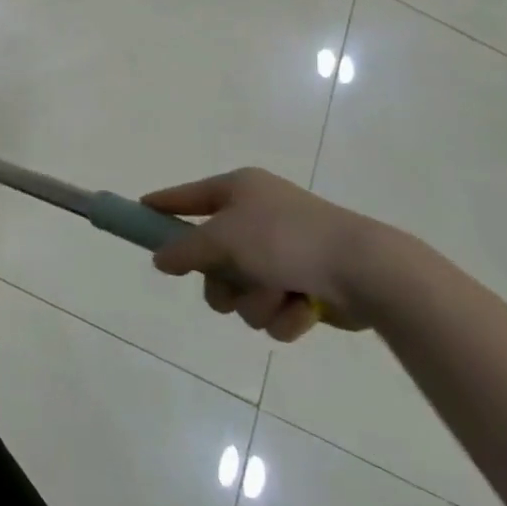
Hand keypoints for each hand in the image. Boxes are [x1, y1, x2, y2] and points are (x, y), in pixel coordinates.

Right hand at [144, 168, 388, 338]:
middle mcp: (259, 217)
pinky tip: (303, 310)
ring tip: (279, 297)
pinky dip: (284, 314)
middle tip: (230, 287)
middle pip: (212, 258)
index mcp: (240, 190)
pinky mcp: (306, 285)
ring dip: (256, 302)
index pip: (187, 196)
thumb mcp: (223, 239)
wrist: (368, 271)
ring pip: (242, 291)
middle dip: (222, 283)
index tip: (139, 213)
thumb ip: (184, 250)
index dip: (162, 206)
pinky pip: (273, 309)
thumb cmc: (286, 240)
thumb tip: (160, 258)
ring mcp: (284, 252)